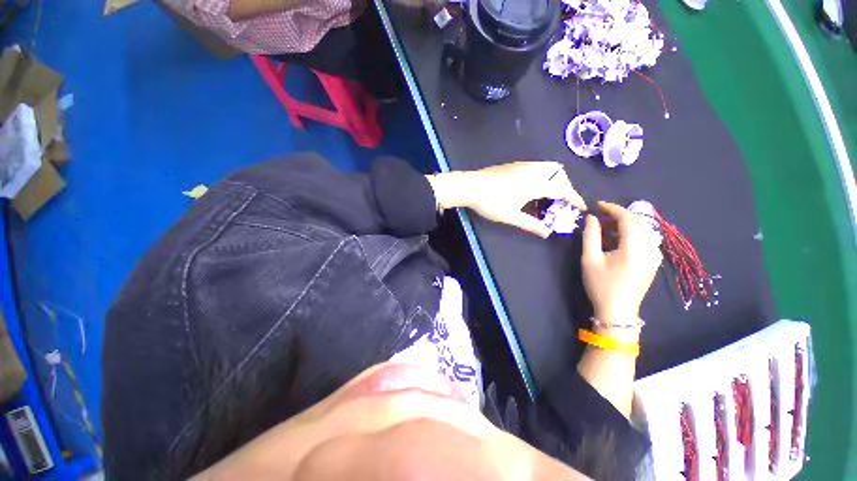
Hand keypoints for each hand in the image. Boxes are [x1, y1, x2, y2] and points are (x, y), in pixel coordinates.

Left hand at [427, 162, 585, 237]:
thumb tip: (547, 233)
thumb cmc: (490, 202)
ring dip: (556, 180)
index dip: (574, 198)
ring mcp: (524, 165)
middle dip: (566, 188)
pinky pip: (539, 166)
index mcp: (536, 183)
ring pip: (549, 168)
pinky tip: (534, 188)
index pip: (563, 189)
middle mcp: (533, 170)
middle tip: (563, 203)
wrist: (469, 186)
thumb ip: (531, 224)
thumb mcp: (511, 216)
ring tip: (549, 196)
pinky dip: (545, 175)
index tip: (582, 207)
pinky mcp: (515, 165)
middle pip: (560, 175)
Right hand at [581, 202, 662, 335]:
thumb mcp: (589, 259)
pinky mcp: (654, 261)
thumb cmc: (600, 284)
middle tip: (599, 215)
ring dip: (624, 224)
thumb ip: (590, 235)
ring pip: (642, 230)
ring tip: (605, 226)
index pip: (627, 219)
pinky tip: (616, 238)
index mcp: (635, 248)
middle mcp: (650, 248)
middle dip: (618, 215)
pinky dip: (631, 233)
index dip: (612, 208)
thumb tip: (591, 217)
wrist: (617, 310)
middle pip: (637, 222)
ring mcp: (655, 255)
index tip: (597, 205)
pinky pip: (645, 239)